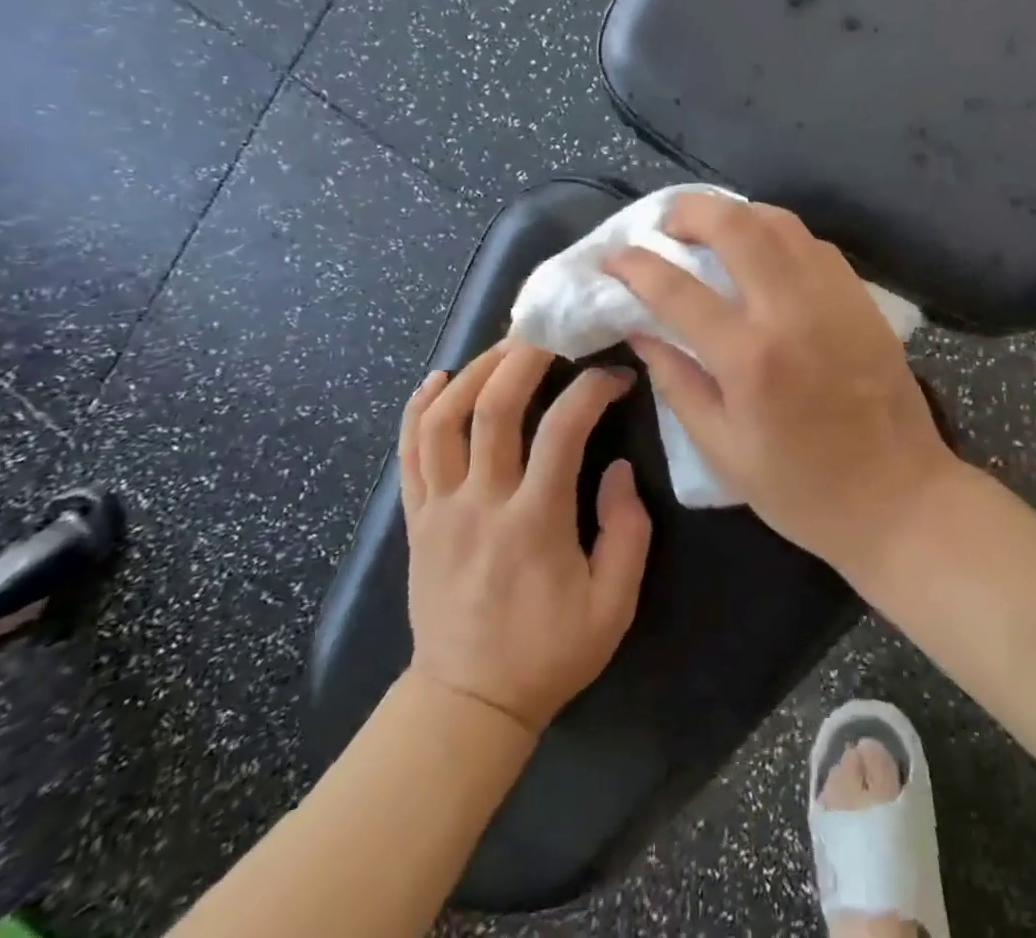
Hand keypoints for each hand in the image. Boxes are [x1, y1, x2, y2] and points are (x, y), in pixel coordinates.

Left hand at [396, 342, 651, 732]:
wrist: (468, 704)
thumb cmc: (549, 653)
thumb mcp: (614, 605)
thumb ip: (627, 531)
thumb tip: (618, 468)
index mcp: (534, 523)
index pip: (562, 429)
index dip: (593, 390)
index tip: (616, 377)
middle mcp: (480, 505)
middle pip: (493, 408)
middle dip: (524, 357)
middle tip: (552, 331)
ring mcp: (439, 510)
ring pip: (443, 420)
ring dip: (474, 371)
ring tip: (505, 347)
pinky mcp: (416, 520)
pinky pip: (409, 453)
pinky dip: (419, 408)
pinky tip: (438, 377)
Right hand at [605, 194, 956, 574]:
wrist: (899, 497)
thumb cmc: (802, 489)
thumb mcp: (722, 451)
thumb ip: (677, 382)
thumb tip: (640, 330)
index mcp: (750, 358)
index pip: (677, 290)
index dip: (635, 266)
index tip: (613, 257)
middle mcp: (792, 311)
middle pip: (735, 226)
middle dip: (689, 211)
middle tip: (665, 225)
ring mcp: (834, 297)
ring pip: (780, 222)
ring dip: (736, 214)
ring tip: (710, 230)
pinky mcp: (861, 299)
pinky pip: (812, 244)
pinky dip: (777, 235)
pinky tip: (763, 254)